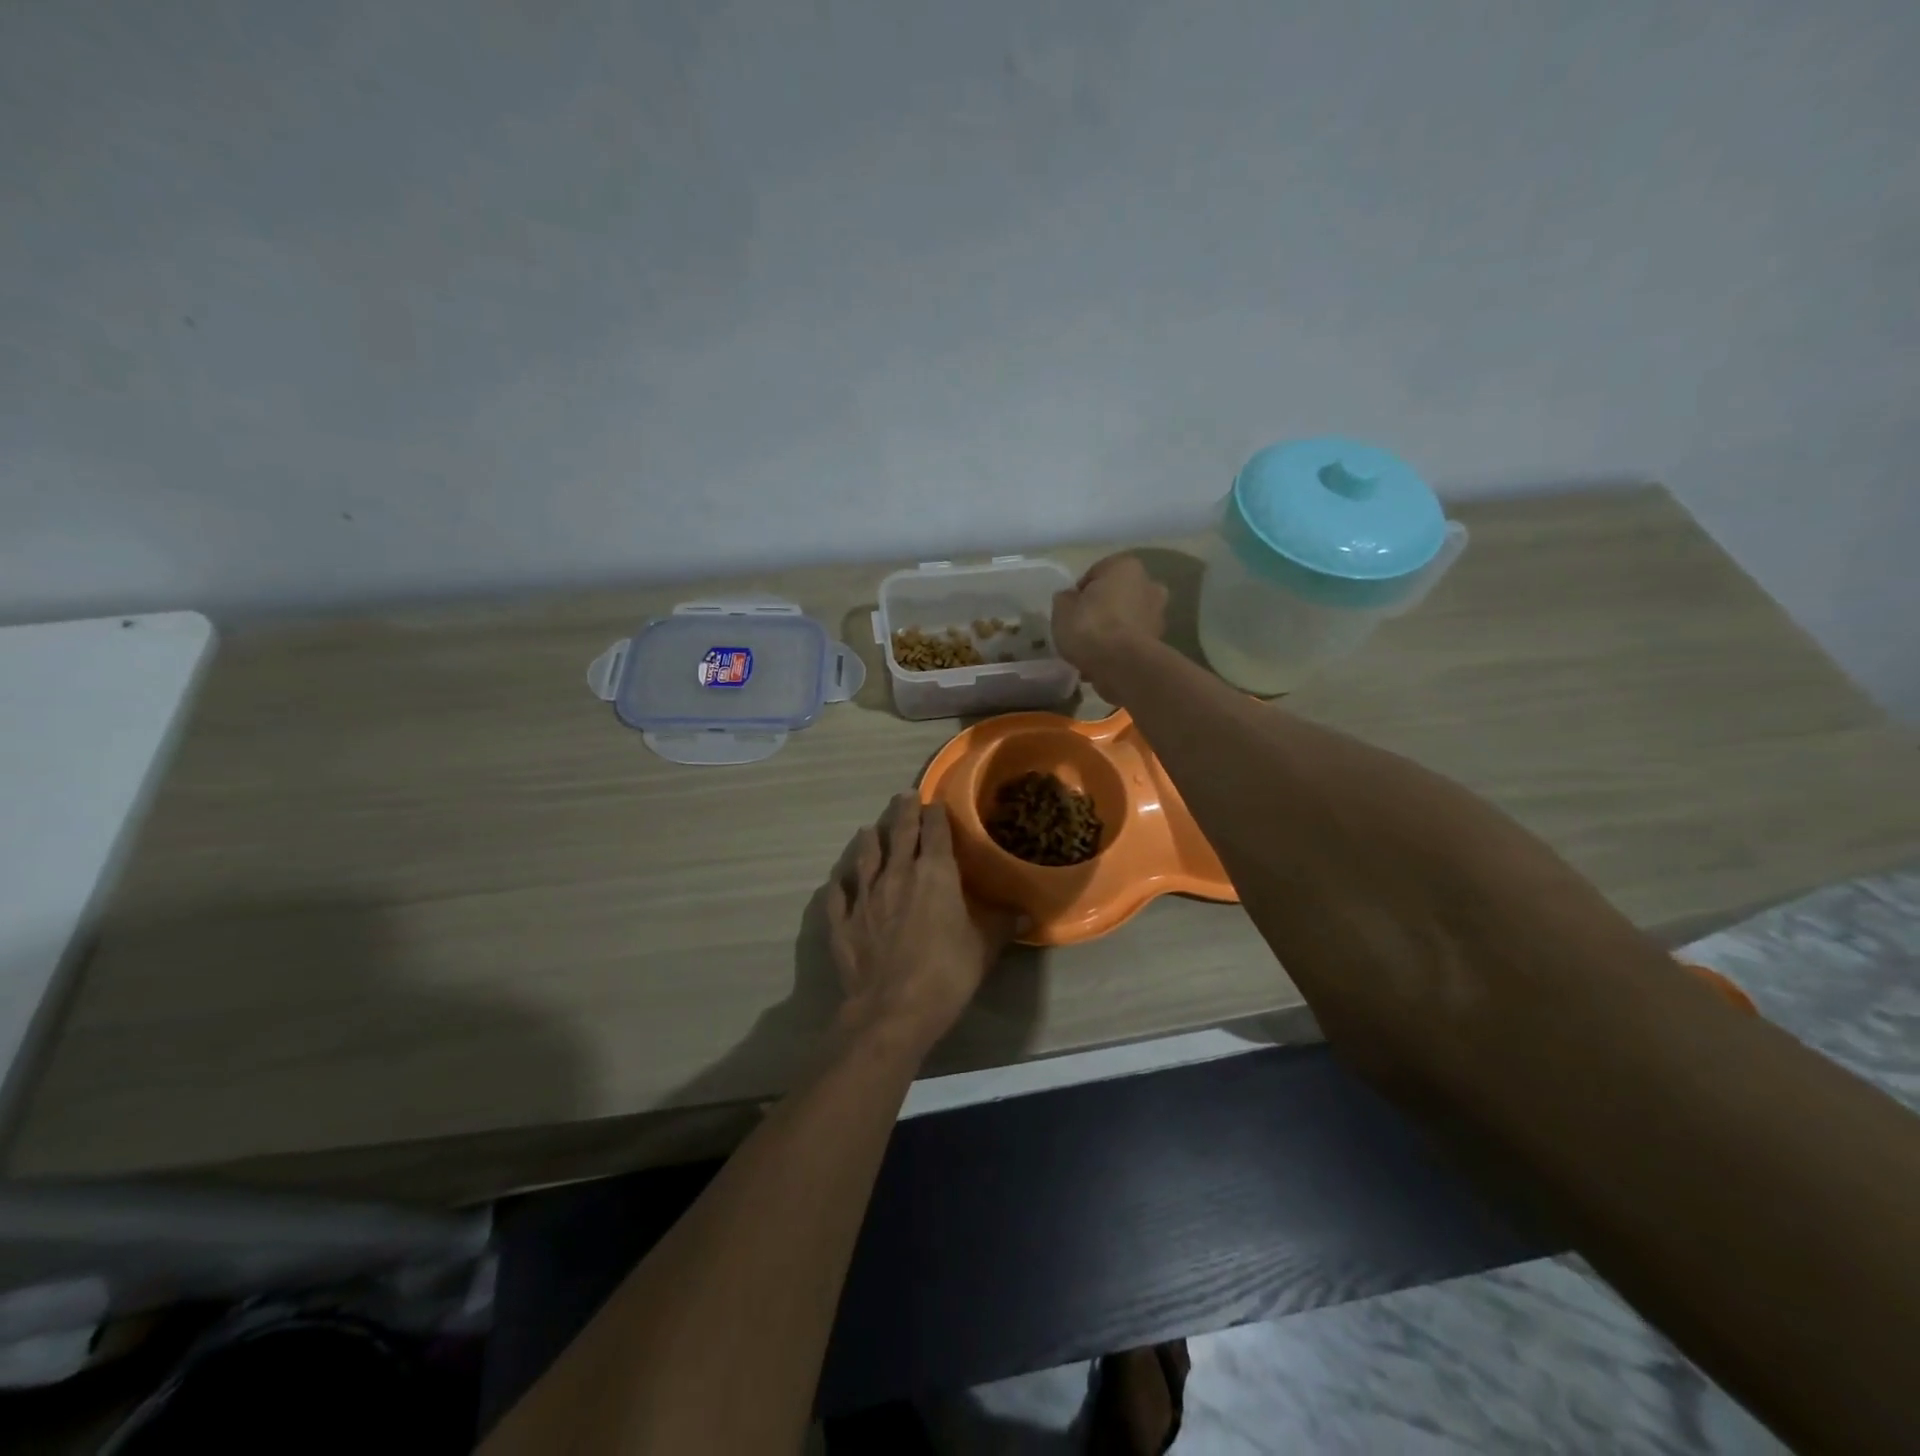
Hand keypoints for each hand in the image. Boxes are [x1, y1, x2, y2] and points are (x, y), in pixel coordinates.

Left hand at [825, 794, 1016, 1061]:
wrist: (892, 1010)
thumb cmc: (947, 974)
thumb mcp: (984, 948)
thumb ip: (1001, 924)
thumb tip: (1024, 913)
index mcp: (934, 874)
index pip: (934, 831)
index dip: (935, 814)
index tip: (935, 803)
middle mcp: (897, 874)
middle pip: (898, 833)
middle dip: (902, 812)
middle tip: (903, 796)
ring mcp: (865, 897)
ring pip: (865, 857)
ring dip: (868, 840)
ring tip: (868, 829)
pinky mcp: (843, 921)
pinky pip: (838, 895)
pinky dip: (839, 885)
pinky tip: (837, 881)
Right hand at [1052, 555, 1167, 704]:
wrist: (1121, 666)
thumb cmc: (1090, 627)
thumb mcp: (1062, 609)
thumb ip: (1065, 599)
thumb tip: (1070, 599)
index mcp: (1125, 566)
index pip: (1096, 573)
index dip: (1080, 592)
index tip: (1070, 610)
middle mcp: (1149, 584)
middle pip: (1117, 594)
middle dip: (1103, 607)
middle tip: (1082, 626)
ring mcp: (1158, 614)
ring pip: (1127, 618)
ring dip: (1113, 628)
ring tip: (1092, 648)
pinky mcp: (1159, 642)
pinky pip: (1132, 640)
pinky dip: (1121, 647)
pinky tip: (1103, 661)